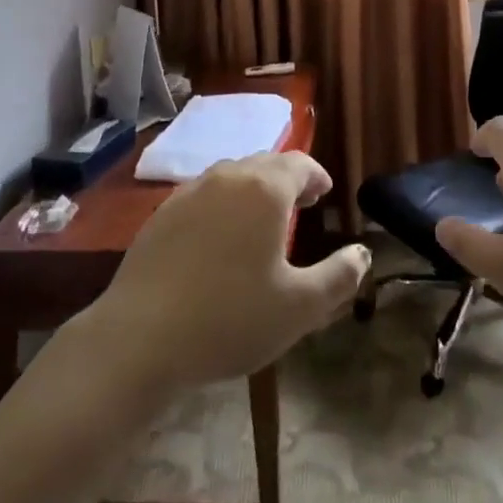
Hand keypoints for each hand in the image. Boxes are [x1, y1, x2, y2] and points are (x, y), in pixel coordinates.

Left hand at [78, 152, 370, 396]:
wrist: (139, 338)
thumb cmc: (230, 318)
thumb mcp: (299, 308)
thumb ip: (339, 276)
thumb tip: (363, 253)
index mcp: (265, 190)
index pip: (300, 164)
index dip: (316, 176)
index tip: (324, 194)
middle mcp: (228, 178)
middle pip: (265, 164)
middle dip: (288, 180)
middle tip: (300, 206)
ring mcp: (189, 192)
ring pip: (232, 177)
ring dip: (254, 190)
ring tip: (262, 221)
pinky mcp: (162, 214)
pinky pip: (204, 195)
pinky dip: (223, 205)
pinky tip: (220, 239)